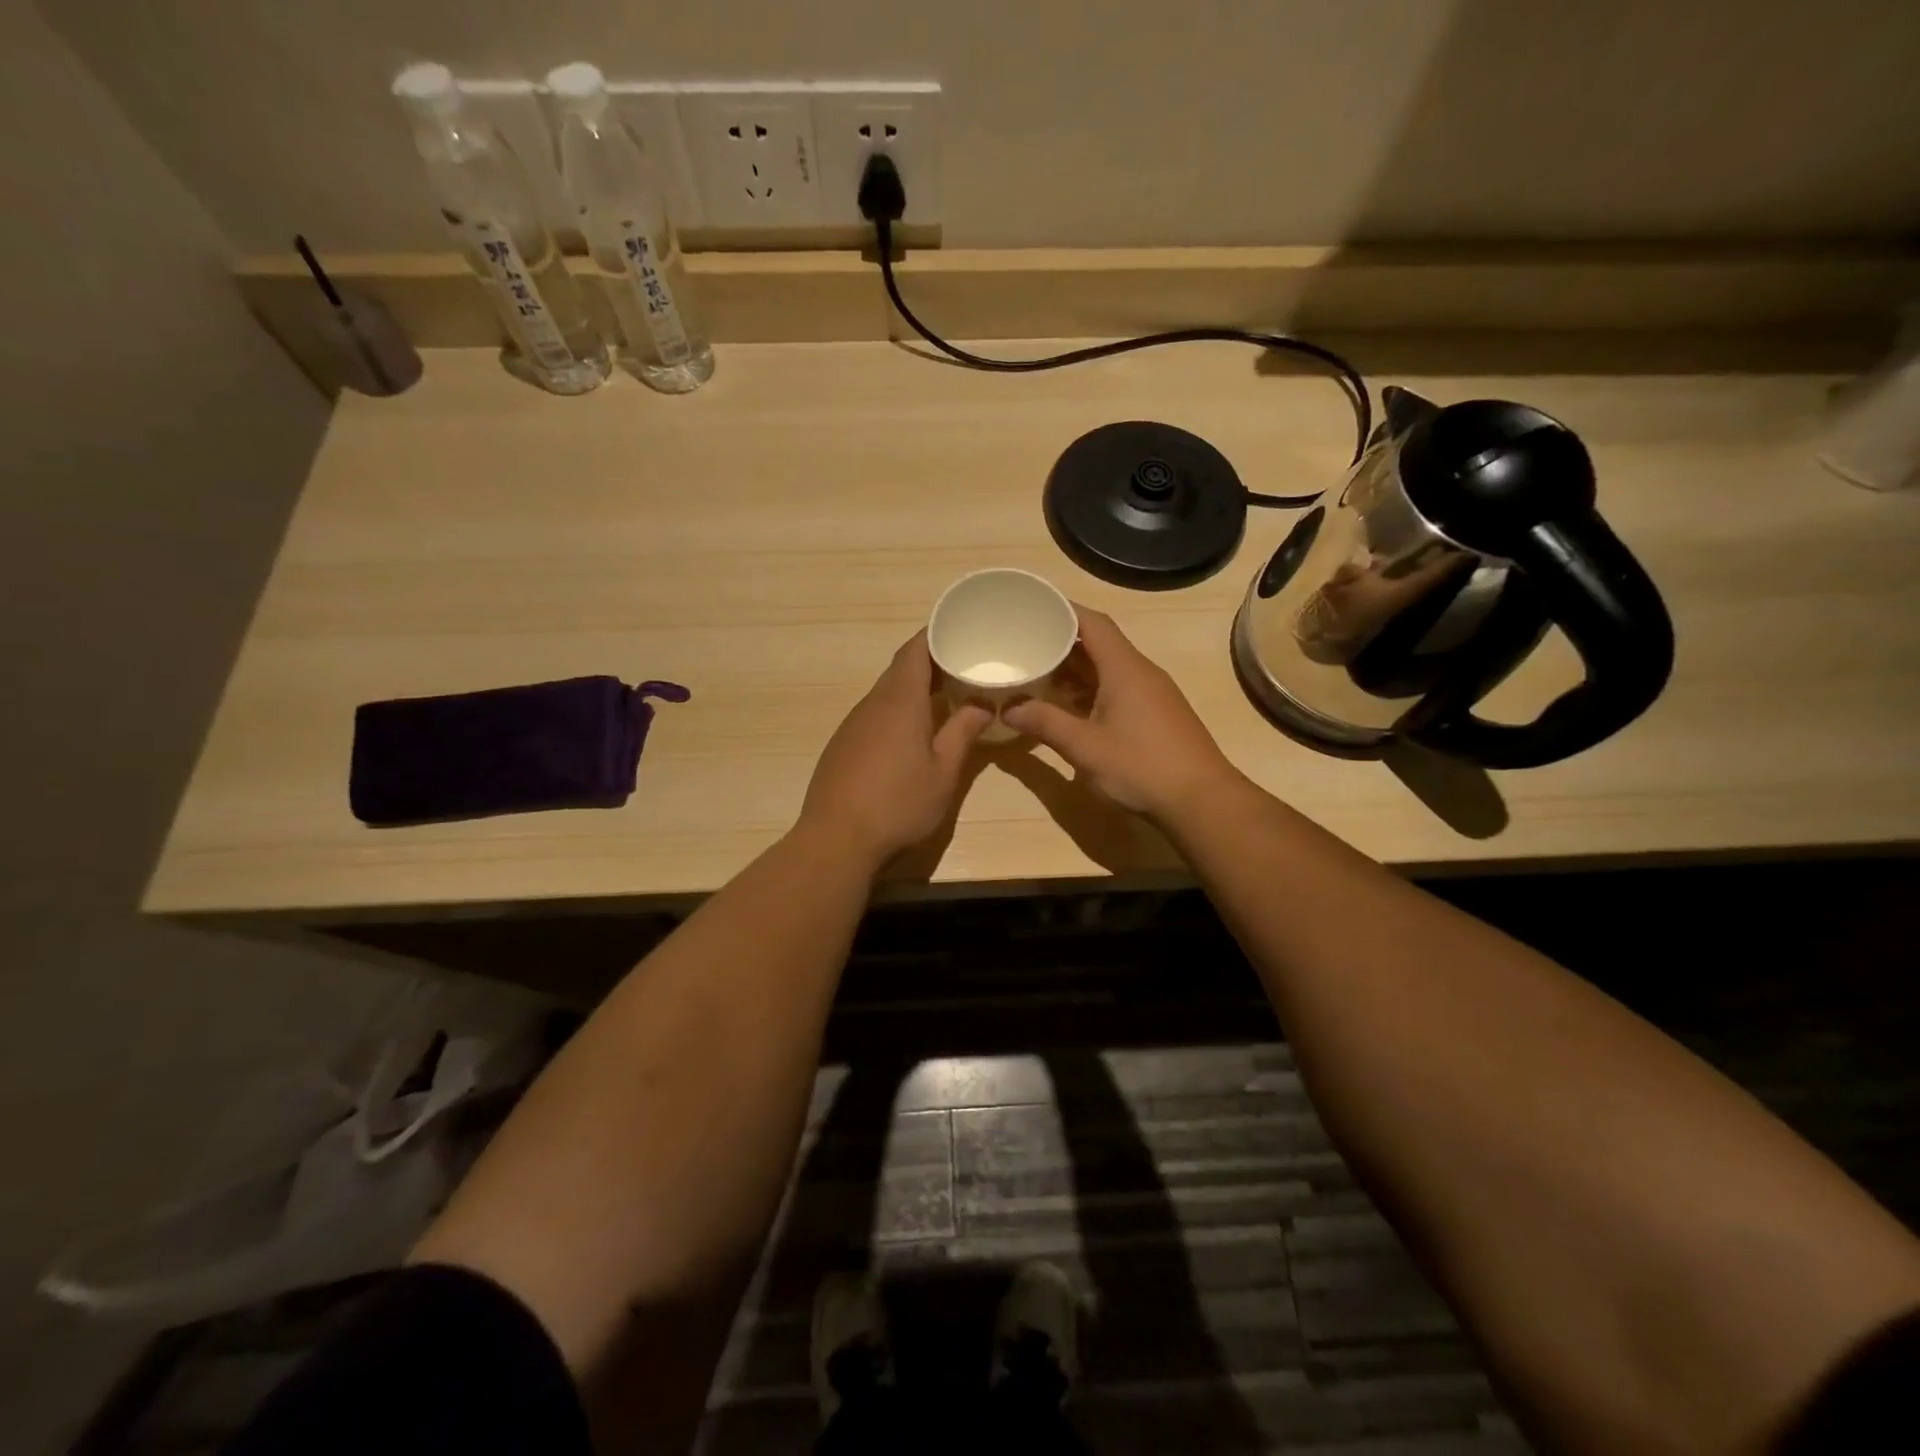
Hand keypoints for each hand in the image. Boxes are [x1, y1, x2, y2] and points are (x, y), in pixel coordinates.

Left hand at [797, 632, 991, 868]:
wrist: (836, 839)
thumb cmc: (898, 804)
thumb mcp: (943, 772)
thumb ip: (963, 733)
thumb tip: (982, 703)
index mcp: (900, 701)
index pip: (915, 650)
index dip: (936, 635)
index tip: (960, 631)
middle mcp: (872, 704)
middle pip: (900, 669)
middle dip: (931, 663)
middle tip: (963, 667)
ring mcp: (852, 725)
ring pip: (886, 693)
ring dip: (913, 690)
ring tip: (944, 699)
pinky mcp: (842, 745)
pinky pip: (873, 715)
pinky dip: (896, 711)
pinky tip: (910, 735)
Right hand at [1003, 607, 1240, 820]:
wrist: (1202, 801)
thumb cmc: (1141, 766)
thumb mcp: (1084, 746)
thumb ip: (1045, 723)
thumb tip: (1008, 708)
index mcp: (1124, 668)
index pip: (1092, 622)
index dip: (1062, 611)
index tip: (1033, 609)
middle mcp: (1141, 672)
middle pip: (1099, 643)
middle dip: (1062, 643)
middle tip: (1026, 646)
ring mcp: (1153, 693)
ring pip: (1109, 668)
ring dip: (1076, 670)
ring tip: (1040, 677)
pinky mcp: (1157, 714)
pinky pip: (1119, 688)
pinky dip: (1092, 690)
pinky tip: (1071, 709)